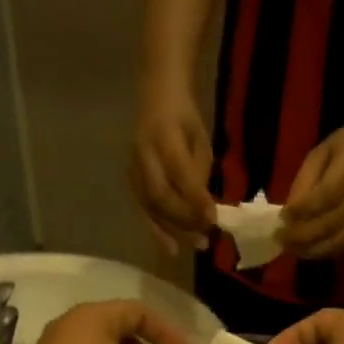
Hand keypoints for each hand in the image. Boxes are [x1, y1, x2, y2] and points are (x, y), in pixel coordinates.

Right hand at [128, 86, 215, 255]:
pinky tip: (171, 246)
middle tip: (205, 238)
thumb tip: (203, 210)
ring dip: (172, 231)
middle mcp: (143, 153)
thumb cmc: (184, 119)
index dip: (195, 198)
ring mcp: (132, 168)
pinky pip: (143, 210)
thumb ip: (199, 173)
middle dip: (183, 221)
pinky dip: (157, 230)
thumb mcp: (200, 139)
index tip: (213, 219)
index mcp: (163, 135)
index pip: (179, 173)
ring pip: (149, 208)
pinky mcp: (130, 181)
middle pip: (159, 196)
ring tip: (194, 246)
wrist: (155, 97)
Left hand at [280, 120, 343, 260]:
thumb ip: (305, 181)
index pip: (326, 196)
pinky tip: (312, 250)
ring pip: (343, 240)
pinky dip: (329, 251)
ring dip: (315, 249)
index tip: (282, 217)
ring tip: (294, 250)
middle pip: (333, 223)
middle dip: (303, 235)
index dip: (302, 211)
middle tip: (281, 239)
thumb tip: (289, 214)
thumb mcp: (322, 152)